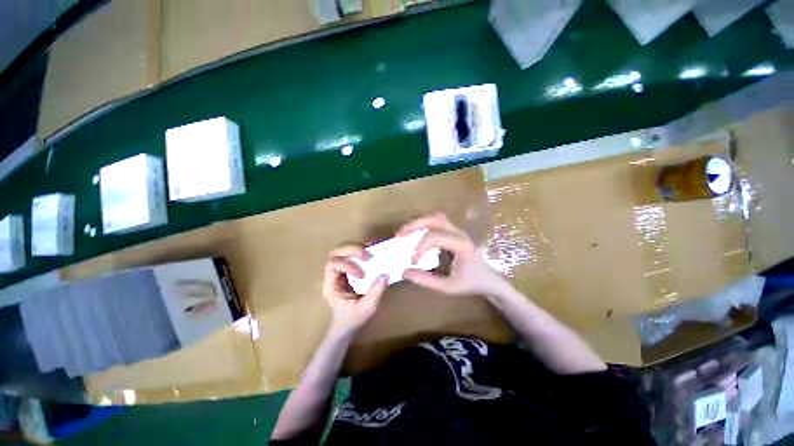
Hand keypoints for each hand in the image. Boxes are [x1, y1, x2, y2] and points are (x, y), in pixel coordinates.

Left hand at [322, 245, 388, 333]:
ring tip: (371, 252)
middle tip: (368, 255)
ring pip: (342, 251)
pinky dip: (361, 251)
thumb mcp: (366, 309)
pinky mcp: (349, 270)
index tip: (363, 275)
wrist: (347, 327)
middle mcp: (333, 275)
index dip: (348, 265)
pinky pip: (352, 255)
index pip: (333, 265)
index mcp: (331, 285)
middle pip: (336, 253)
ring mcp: (340, 271)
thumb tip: (386, 274)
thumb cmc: (353, 320)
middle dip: (352, 250)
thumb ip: (375, 292)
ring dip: (357, 248)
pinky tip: (372, 252)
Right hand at [397, 213, 505, 295]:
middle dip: (415, 225)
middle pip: (434, 219)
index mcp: (460, 244)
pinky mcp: (453, 233)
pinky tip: (415, 235)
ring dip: (419, 223)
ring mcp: (457, 231)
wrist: (489, 280)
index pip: (435, 237)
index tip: (412, 261)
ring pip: (435, 217)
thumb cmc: (471, 283)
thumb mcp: (449, 287)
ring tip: (404, 233)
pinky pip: (437, 223)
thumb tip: (405, 272)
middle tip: (399, 235)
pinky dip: (423, 226)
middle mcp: (458, 233)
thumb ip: (426, 280)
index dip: (420, 247)